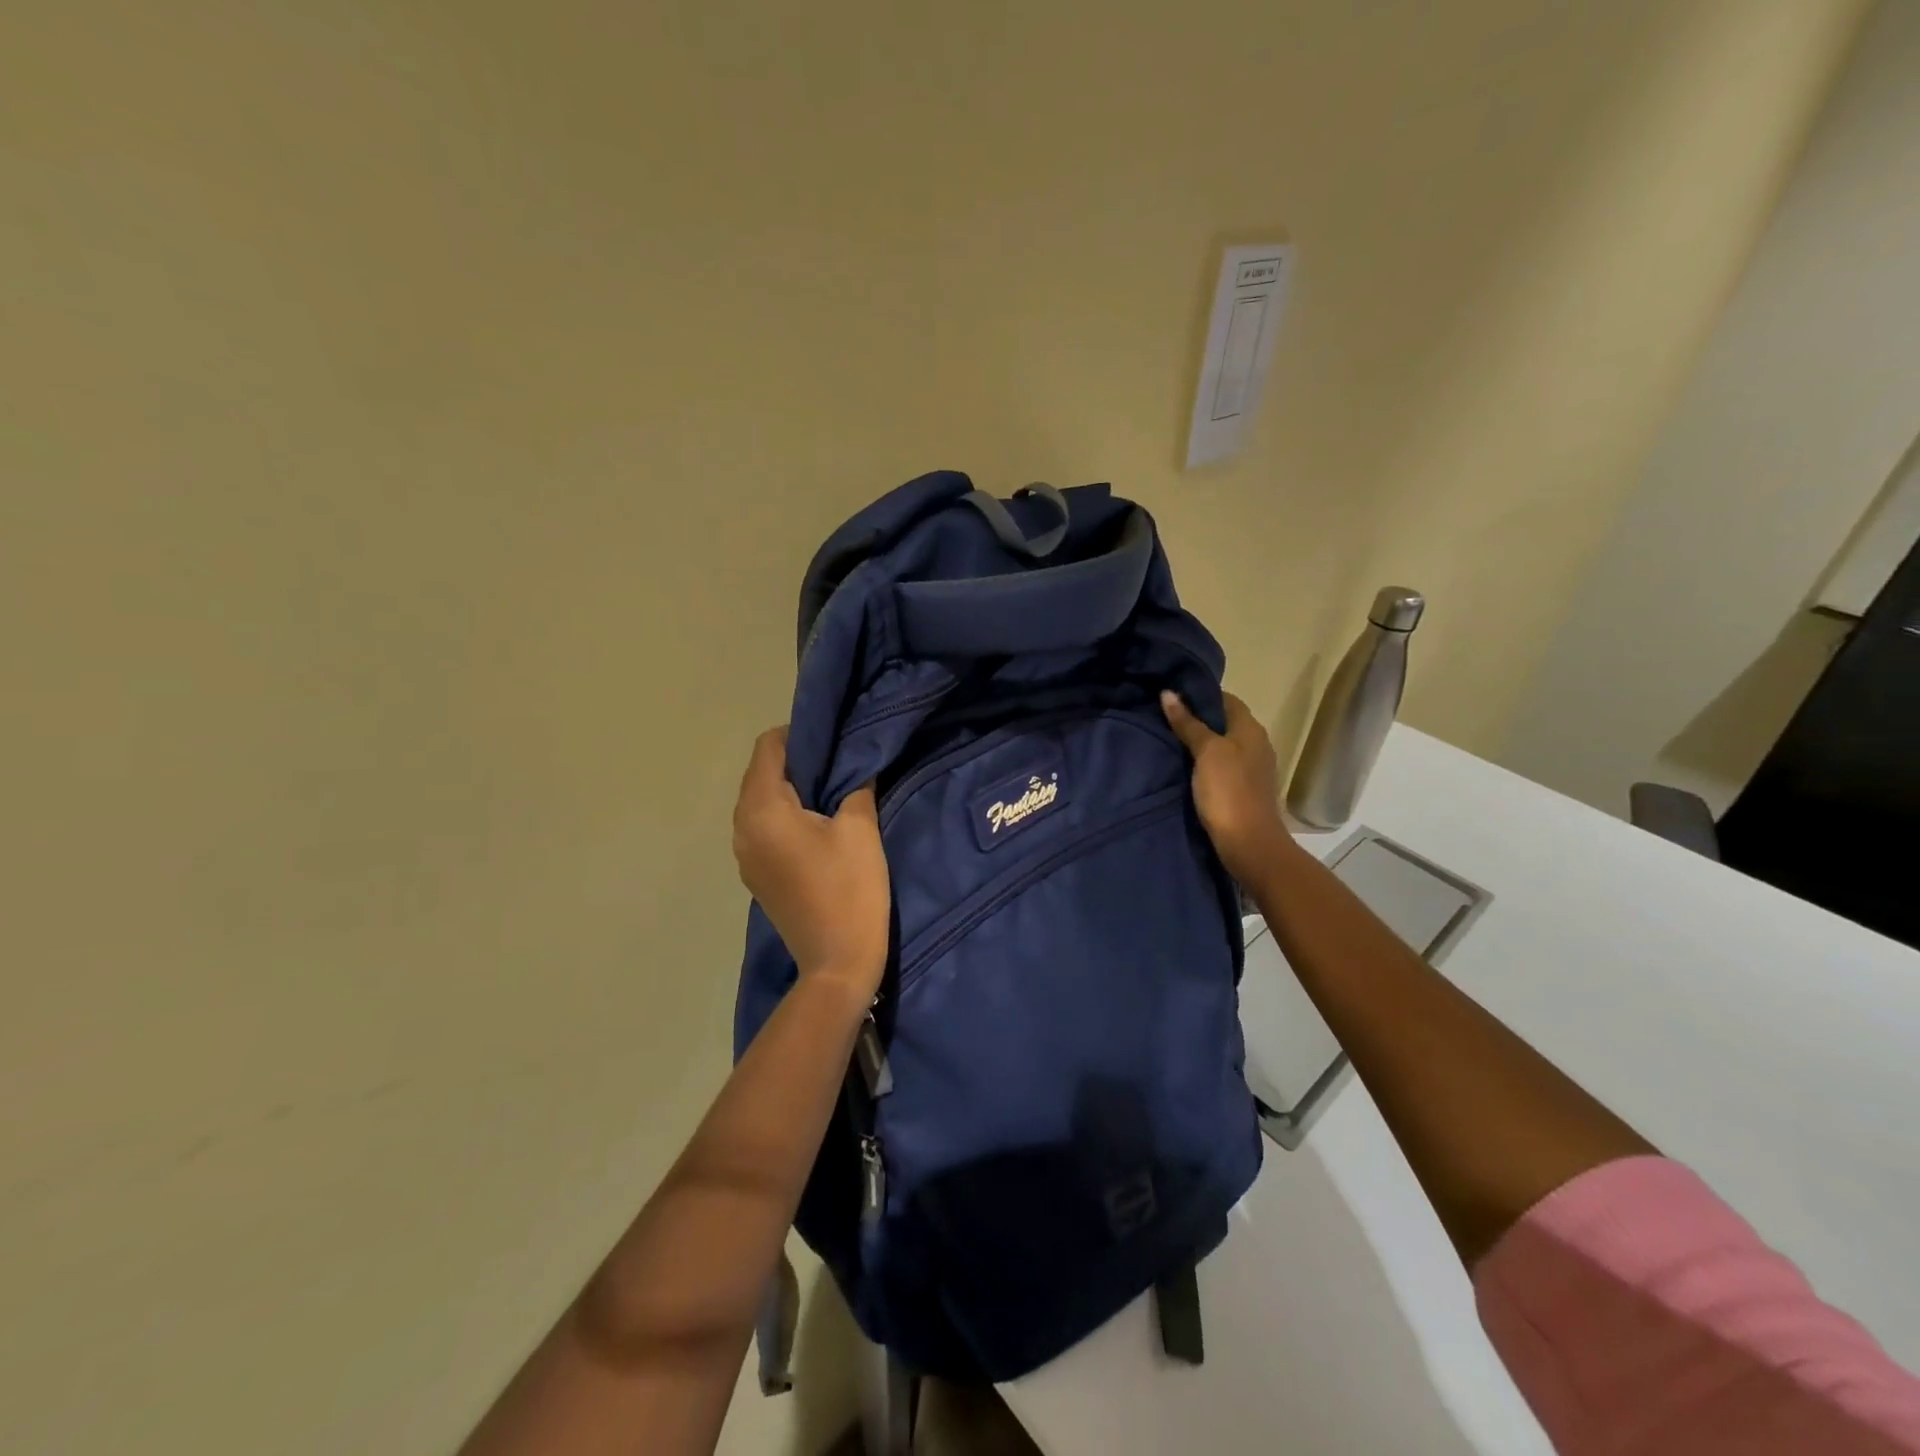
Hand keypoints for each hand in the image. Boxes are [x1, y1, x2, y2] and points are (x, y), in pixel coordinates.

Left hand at [732, 727, 889, 999]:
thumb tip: (855, 762)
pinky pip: (763, 827)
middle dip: (795, 761)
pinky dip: (784, 815)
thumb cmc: (850, 889)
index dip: (800, 735)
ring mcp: (744, 854)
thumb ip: (855, 784)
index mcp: (762, 809)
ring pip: (760, 801)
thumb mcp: (860, 828)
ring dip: (790, 789)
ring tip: (830, 792)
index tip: (834, 740)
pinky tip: (817, 826)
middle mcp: (742, 827)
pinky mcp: (755, 874)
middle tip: (838, 763)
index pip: (768, 748)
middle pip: (760, 773)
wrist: (837, 964)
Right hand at [1161, 690, 1292, 883]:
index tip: (1171, 694)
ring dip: (1199, 741)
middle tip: (1163, 715)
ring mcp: (1252, 769)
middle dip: (1197, 717)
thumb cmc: (1228, 791)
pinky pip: (1221, 765)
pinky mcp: (1243, 790)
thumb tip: (1169, 693)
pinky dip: (1203, 762)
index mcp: (1251, 729)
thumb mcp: (1206, 752)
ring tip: (1167, 738)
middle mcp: (1256, 744)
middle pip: (1224, 722)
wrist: (1249, 844)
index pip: (1226, 699)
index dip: (1200, 694)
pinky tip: (1183, 766)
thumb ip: (1188, 723)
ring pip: (1222, 745)